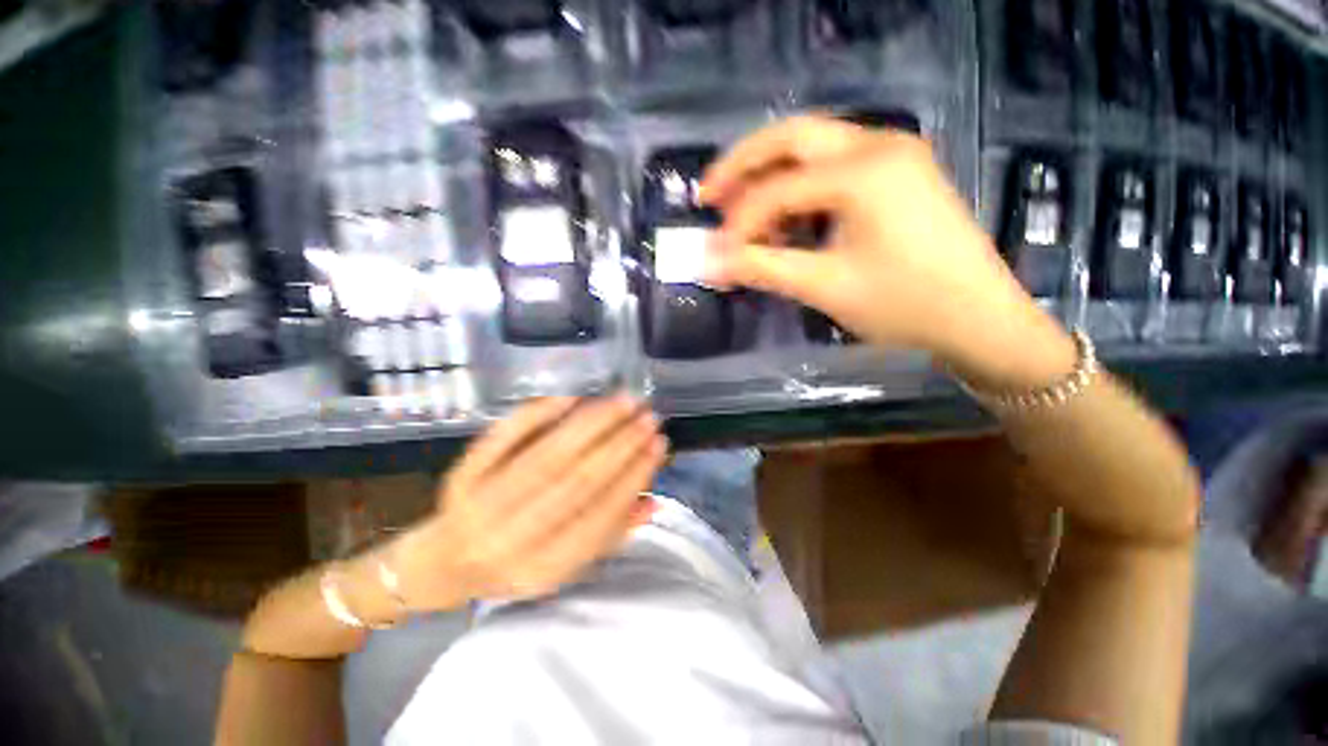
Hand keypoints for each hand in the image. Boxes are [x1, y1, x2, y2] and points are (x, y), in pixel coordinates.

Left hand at [390, 395, 666, 610]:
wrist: (445, 561)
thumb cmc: (516, 562)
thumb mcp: (565, 563)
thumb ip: (610, 533)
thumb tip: (653, 501)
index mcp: (541, 567)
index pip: (600, 515)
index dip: (633, 476)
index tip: (658, 445)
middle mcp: (511, 537)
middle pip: (577, 480)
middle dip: (620, 444)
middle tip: (648, 416)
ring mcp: (483, 500)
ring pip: (549, 454)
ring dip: (592, 423)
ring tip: (624, 401)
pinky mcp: (464, 471)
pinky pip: (507, 435)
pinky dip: (542, 413)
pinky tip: (574, 397)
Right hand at [700, 115, 1075, 390]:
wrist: (980, 319)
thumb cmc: (905, 304)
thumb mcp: (824, 286)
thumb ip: (761, 268)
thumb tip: (708, 262)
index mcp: (864, 170)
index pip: (777, 189)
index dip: (739, 223)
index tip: (717, 254)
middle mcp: (878, 144)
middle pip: (791, 138)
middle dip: (742, 166)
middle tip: (707, 196)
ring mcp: (892, 155)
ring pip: (812, 149)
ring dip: (770, 177)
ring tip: (740, 213)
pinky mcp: (897, 174)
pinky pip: (833, 168)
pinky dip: (799, 189)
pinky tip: (784, 219)